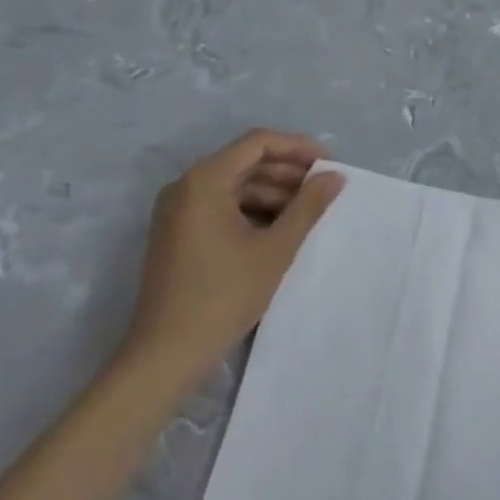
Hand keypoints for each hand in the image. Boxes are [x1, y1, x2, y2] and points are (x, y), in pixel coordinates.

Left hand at [124, 130, 343, 384]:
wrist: (165, 356)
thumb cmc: (223, 296)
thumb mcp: (275, 249)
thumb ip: (308, 207)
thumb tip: (334, 177)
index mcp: (204, 180)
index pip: (257, 143)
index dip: (298, 148)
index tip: (329, 165)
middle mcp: (185, 186)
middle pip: (245, 162)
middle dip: (287, 172)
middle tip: (324, 190)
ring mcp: (177, 211)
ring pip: (234, 185)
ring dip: (272, 193)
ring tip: (308, 212)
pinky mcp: (177, 233)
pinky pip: (220, 206)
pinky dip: (252, 211)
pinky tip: (279, 230)